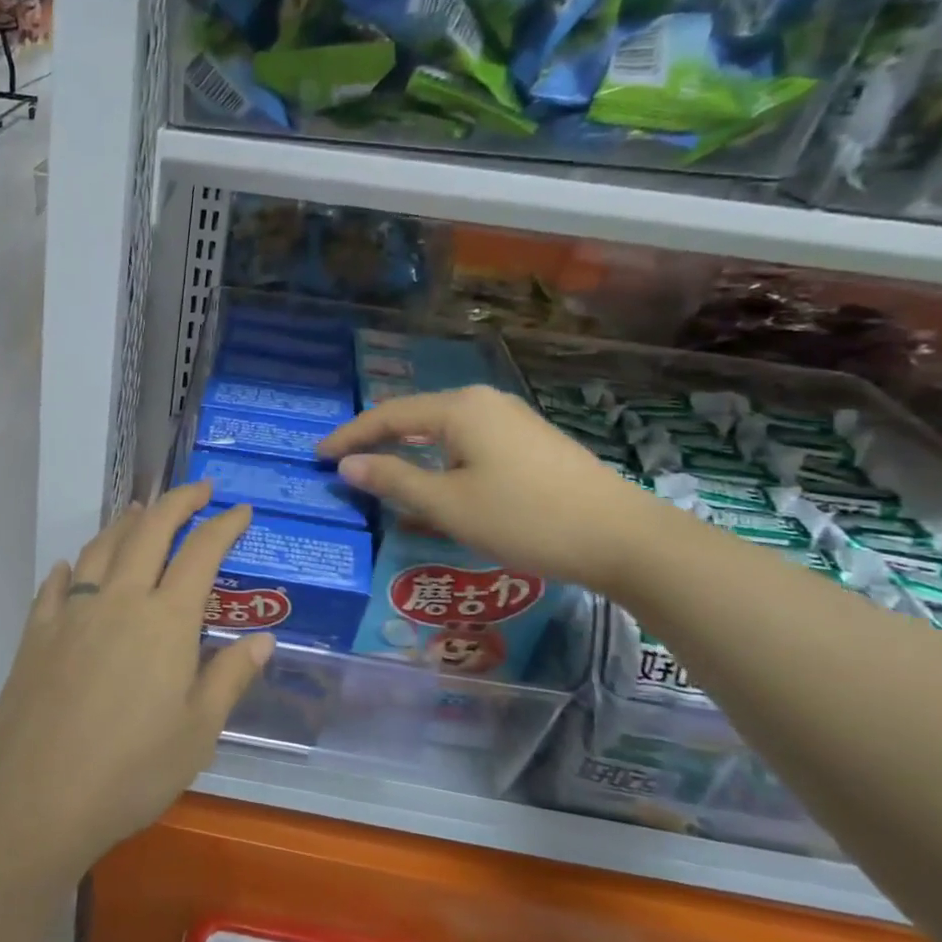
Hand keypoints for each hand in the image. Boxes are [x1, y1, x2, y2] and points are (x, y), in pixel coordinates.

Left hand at [0, 482, 273, 877]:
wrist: (35, 798)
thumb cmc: (131, 771)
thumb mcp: (198, 733)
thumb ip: (229, 678)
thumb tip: (263, 640)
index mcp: (166, 621)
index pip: (201, 553)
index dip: (224, 525)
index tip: (240, 510)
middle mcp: (120, 600)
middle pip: (150, 531)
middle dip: (177, 502)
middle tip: (198, 490)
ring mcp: (73, 612)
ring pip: (102, 547)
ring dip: (126, 522)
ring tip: (140, 511)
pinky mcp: (37, 632)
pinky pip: (56, 585)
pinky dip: (71, 567)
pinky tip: (72, 565)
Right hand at [318, 386, 665, 594]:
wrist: (624, 539)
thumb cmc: (526, 518)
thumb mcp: (449, 505)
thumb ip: (393, 482)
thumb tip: (347, 466)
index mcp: (460, 408)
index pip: (387, 415)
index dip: (348, 437)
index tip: (316, 457)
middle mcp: (483, 403)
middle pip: (414, 418)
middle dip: (376, 441)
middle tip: (343, 465)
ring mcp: (511, 421)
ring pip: (442, 433)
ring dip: (408, 454)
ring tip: (380, 476)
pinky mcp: (529, 444)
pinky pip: (466, 446)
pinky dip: (438, 463)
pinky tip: (433, 487)